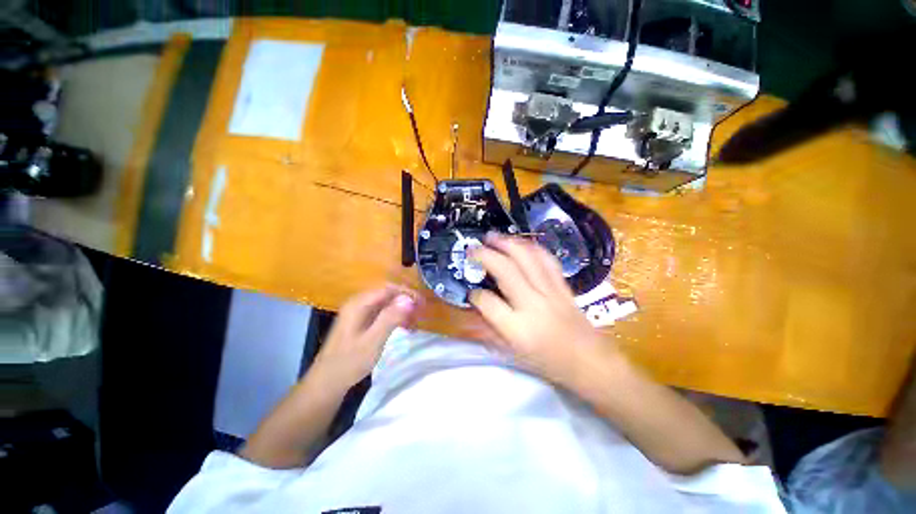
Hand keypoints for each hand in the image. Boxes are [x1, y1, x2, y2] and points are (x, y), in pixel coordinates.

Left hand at [312, 285, 420, 390]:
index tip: (422, 304)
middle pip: (388, 294)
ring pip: (386, 303)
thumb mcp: (373, 341)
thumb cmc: (349, 362)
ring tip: (415, 321)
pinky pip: (382, 312)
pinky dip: (395, 317)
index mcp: (359, 304)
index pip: (388, 289)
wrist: (327, 383)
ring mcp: (358, 312)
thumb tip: (409, 299)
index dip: (407, 293)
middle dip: (406, 301)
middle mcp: (358, 303)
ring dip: (402, 309)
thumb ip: (390, 318)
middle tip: (421, 313)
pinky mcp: (360, 322)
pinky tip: (403, 327)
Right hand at [469, 233, 608, 384]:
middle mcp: (534, 305)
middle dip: (486, 255)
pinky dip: (531, 247)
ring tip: (493, 237)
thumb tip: (475, 307)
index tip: (471, 293)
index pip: (488, 303)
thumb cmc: (549, 363)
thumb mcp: (513, 354)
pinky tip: (521, 244)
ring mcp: (551, 292)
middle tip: (473, 248)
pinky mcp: (563, 286)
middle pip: (506, 270)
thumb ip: (490, 330)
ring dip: (507, 243)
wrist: (591, 363)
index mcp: (518, 329)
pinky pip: (546, 259)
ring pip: (528, 258)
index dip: (474, 295)